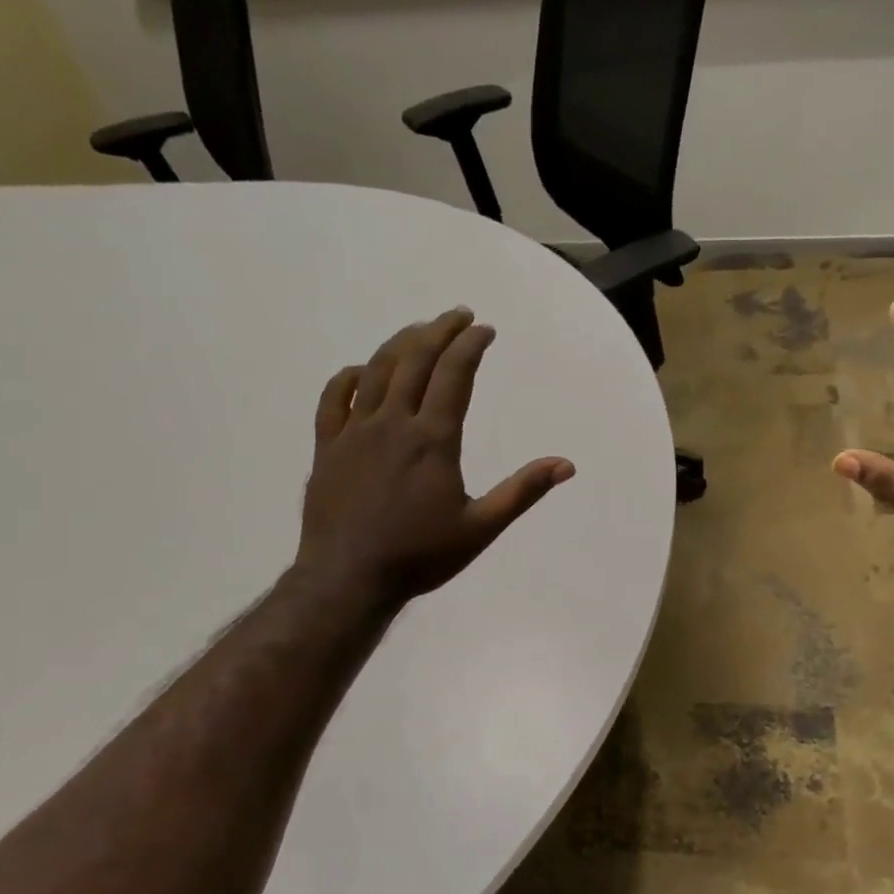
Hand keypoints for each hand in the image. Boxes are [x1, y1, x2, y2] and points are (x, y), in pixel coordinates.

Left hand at [297, 308, 573, 603]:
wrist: (349, 578)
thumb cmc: (420, 556)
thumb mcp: (481, 528)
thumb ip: (522, 492)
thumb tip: (566, 465)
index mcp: (432, 439)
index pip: (454, 374)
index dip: (471, 345)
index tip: (485, 329)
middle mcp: (392, 423)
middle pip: (415, 360)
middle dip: (439, 331)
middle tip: (458, 316)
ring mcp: (354, 432)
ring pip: (376, 371)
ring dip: (400, 344)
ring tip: (419, 331)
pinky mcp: (327, 447)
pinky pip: (334, 398)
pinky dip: (350, 376)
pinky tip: (361, 371)